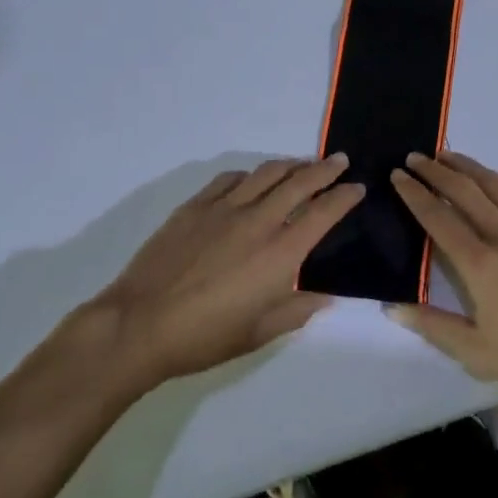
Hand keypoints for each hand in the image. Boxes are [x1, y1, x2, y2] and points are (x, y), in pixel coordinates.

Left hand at [82, 156, 362, 390]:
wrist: (140, 324)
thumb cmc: (205, 336)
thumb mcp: (260, 333)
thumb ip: (297, 310)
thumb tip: (325, 296)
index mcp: (280, 253)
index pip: (324, 212)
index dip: (345, 197)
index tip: (357, 188)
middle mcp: (258, 221)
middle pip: (299, 182)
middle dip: (325, 169)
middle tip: (339, 161)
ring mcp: (224, 208)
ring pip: (266, 173)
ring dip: (290, 165)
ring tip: (301, 165)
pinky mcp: (195, 206)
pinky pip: (230, 179)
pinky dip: (250, 175)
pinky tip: (252, 180)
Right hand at [388, 151, 497, 405]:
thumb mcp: (475, 351)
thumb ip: (431, 325)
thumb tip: (391, 307)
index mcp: (480, 264)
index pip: (438, 217)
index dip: (414, 193)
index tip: (397, 175)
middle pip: (465, 191)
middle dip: (436, 171)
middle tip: (415, 158)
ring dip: (470, 167)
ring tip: (449, 155)